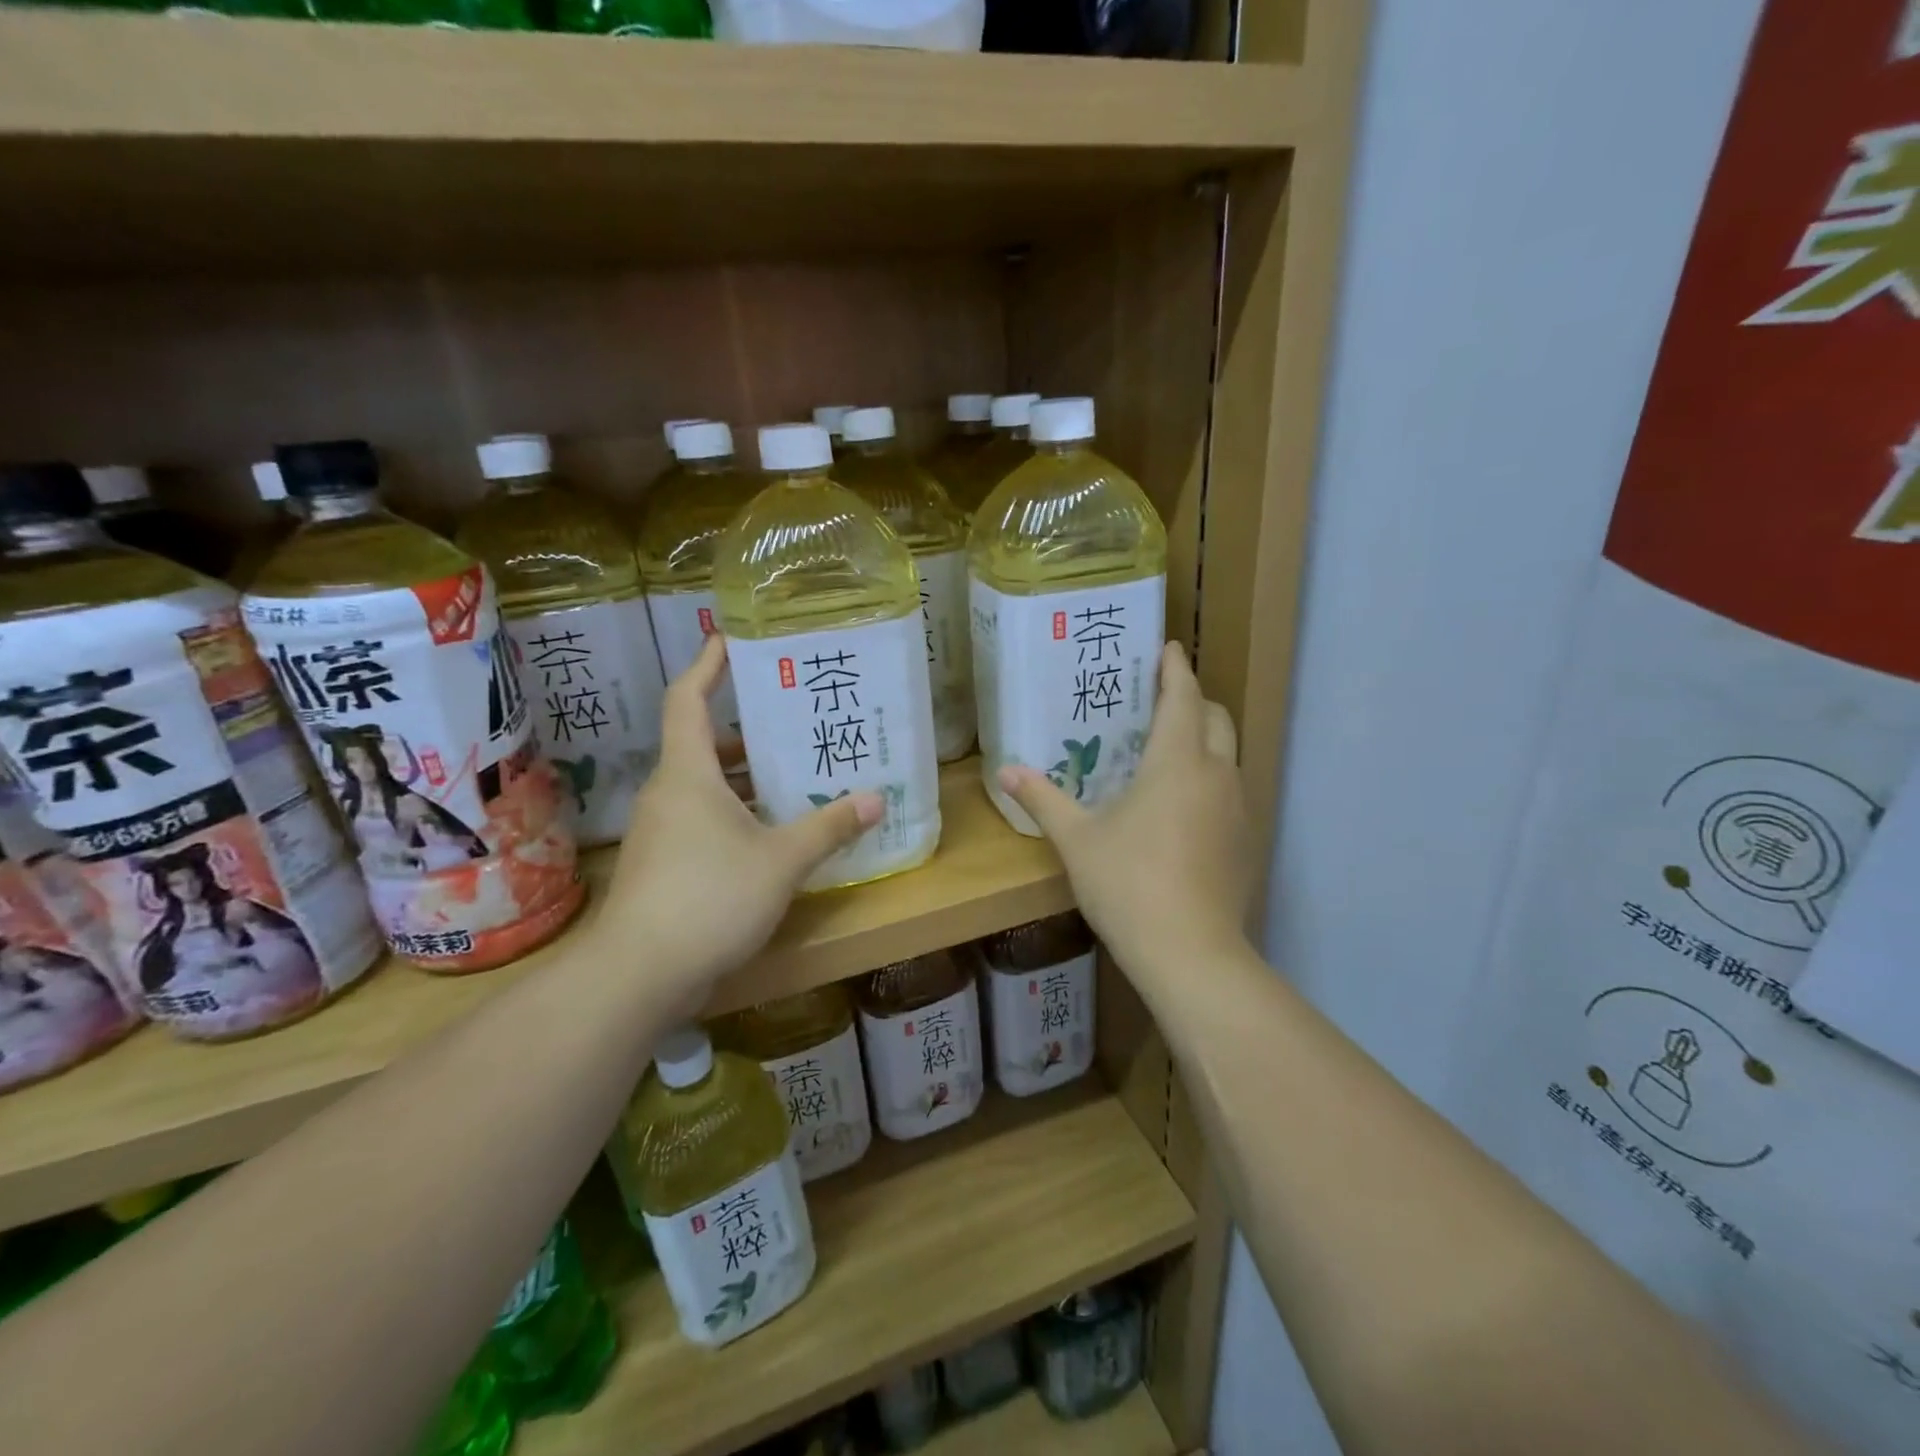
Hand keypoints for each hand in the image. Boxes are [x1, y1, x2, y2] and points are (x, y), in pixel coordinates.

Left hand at [594, 634, 881, 1008]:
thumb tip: (875, 800)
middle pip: (703, 743)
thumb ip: (829, 826)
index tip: (730, 638)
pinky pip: (704, 821)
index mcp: (688, 773)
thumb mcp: (781, 859)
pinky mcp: (665, 865)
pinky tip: (774, 833)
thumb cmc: (710, 897)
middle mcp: (669, 793)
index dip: (708, 665)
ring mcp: (662, 831)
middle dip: (747, 730)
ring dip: (746, 778)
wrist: (639, 974)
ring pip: (706, 787)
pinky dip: (737, 814)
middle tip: (793, 719)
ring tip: (795, 773)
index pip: (688, 699)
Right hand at [998, 643, 1253, 979]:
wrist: (1190, 953)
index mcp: (1177, 761)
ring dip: (1204, 741)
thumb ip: (1043, 799)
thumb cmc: (1128, 883)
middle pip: (1216, 718)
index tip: (1167, 648)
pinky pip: (1231, 790)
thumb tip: (1006, 771)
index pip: (1182, 697)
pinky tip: (1182, 807)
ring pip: (1229, 755)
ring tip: (1168, 751)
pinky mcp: (1246, 841)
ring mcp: (1238, 809)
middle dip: (1193, 701)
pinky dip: (1211, 779)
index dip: (1175, 669)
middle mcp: (1217, 774)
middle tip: (1160, 701)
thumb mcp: (1077, 840)